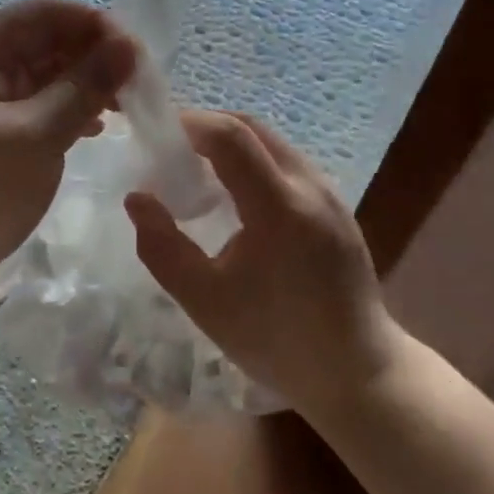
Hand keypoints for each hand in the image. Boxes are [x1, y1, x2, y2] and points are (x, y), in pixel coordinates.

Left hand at [0, 0, 134, 361]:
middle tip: (141, 79)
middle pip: (45, 44)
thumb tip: (129, 45)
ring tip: (130, 103)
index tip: (135, 47)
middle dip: (93, 55)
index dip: (89, 22)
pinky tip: (101, 127)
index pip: (40, 15)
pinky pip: (42, 110)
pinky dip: (72, 113)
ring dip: (87, 85)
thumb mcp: (34, 137)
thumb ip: (83, 88)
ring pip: (47, 79)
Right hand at [125, 111, 405, 416]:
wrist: (356, 369)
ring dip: (231, 143)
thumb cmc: (276, 340)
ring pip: (273, 142)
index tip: (156, 136)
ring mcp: (330, 192)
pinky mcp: (338, 205)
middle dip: (207, 128)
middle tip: (170, 151)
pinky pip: (288, 162)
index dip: (189, 124)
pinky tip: (236, 196)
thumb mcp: (205, 301)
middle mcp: (310, 186)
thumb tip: (137, 198)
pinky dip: (254, 161)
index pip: (231, 136)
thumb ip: (162, 247)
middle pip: (253, 128)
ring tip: (197, 172)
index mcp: (280, 207)